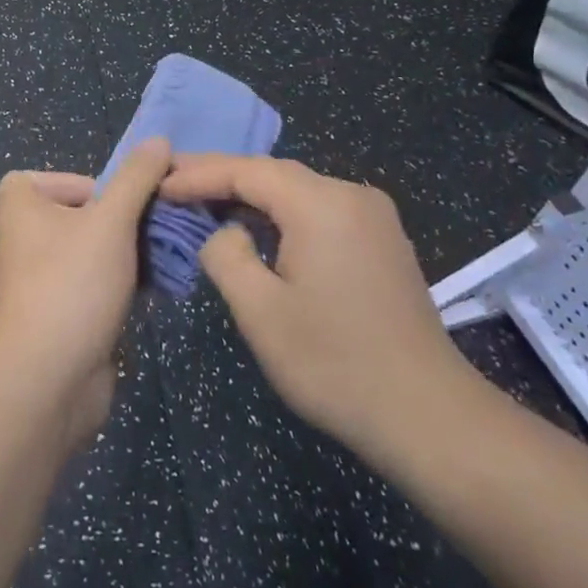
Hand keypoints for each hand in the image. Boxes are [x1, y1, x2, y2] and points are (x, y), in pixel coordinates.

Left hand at [0, 139, 171, 444]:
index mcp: (21, 203)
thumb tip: (159, 141)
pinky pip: (100, 283)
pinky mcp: (64, 312)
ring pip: (98, 250)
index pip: (63, 178)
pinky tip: (159, 288)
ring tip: (170, 256)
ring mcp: (45, 277)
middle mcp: (26, 235)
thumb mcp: (111, 220)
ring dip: (133, 252)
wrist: (47, 377)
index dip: (96, 186)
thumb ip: (137, 178)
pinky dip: (126, 283)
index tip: (122, 206)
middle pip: (88, 212)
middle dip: (127, 221)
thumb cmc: (72, 282)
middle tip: (163, 229)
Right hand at [161, 154, 477, 469]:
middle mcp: (351, 195)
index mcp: (321, 204)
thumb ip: (226, 255)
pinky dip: (282, 212)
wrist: (428, 416)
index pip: (247, 171)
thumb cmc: (334, 363)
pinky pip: (320, 210)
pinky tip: (258, 226)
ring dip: (251, 194)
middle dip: (222, 176)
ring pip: (298, 190)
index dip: (199, 175)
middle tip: (174, 181)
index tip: (159, 184)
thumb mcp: (260, 311)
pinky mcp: (382, 241)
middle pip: (273, 173)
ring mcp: (373, 217)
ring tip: (205, 199)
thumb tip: (225, 232)